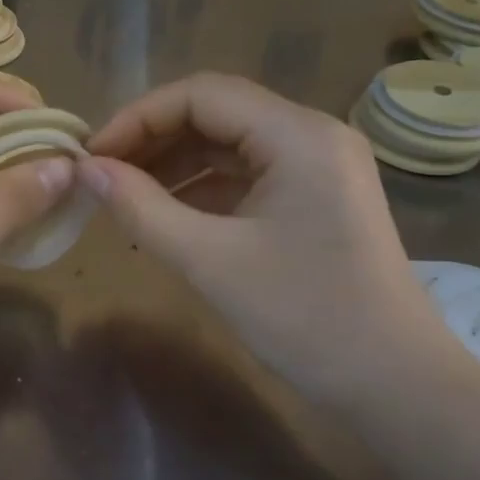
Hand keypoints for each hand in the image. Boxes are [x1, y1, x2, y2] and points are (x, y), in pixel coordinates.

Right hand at [81, 73, 457, 405]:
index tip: (92, 156)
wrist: (394, 384)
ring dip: (172, 166)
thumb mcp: (210, 260)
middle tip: (101, 176)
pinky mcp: (314, 199)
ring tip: (123, 197)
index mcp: (298, 135)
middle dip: (152, 140)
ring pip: (228, 145)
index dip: (137, 117)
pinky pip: (245, 176)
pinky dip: (200, 191)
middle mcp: (311, 136)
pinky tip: (164, 217)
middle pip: (215, 113)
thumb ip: (140, 208)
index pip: (201, 94)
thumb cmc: (304, 317)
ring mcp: (317, 167)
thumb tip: (84, 170)